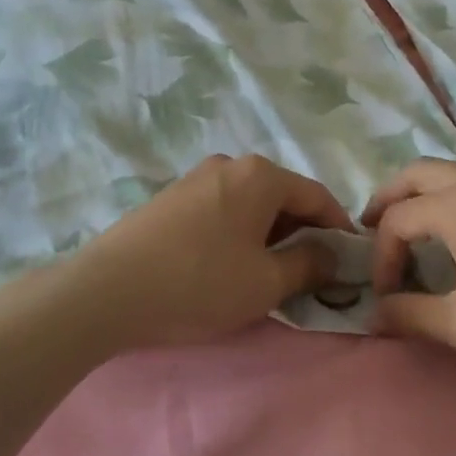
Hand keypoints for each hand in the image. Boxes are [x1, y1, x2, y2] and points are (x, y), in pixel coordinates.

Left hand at [64, 155, 352, 351]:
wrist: (106, 291)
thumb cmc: (199, 283)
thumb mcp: (266, 282)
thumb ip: (309, 265)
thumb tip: (332, 255)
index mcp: (261, 175)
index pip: (317, 196)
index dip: (338, 229)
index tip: (349, 261)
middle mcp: (231, 164)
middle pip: (283, 196)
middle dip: (303, 232)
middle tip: (312, 272)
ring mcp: (196, 177)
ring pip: (251, 204)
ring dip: (270, 234)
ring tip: (272, 273)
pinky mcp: (171, 198)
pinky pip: (223, 210)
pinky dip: (240, 233)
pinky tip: (230, 265)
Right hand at [363, 160, 455, 385]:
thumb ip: (410, 315)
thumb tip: (375, 314)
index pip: (397, 219)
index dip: (381, 257)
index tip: (387, 297)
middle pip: (418, 174)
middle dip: (389, 200)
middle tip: (373, 232)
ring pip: (452, 173)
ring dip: (424, 196)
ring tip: (416, 235)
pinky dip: (455, 199)